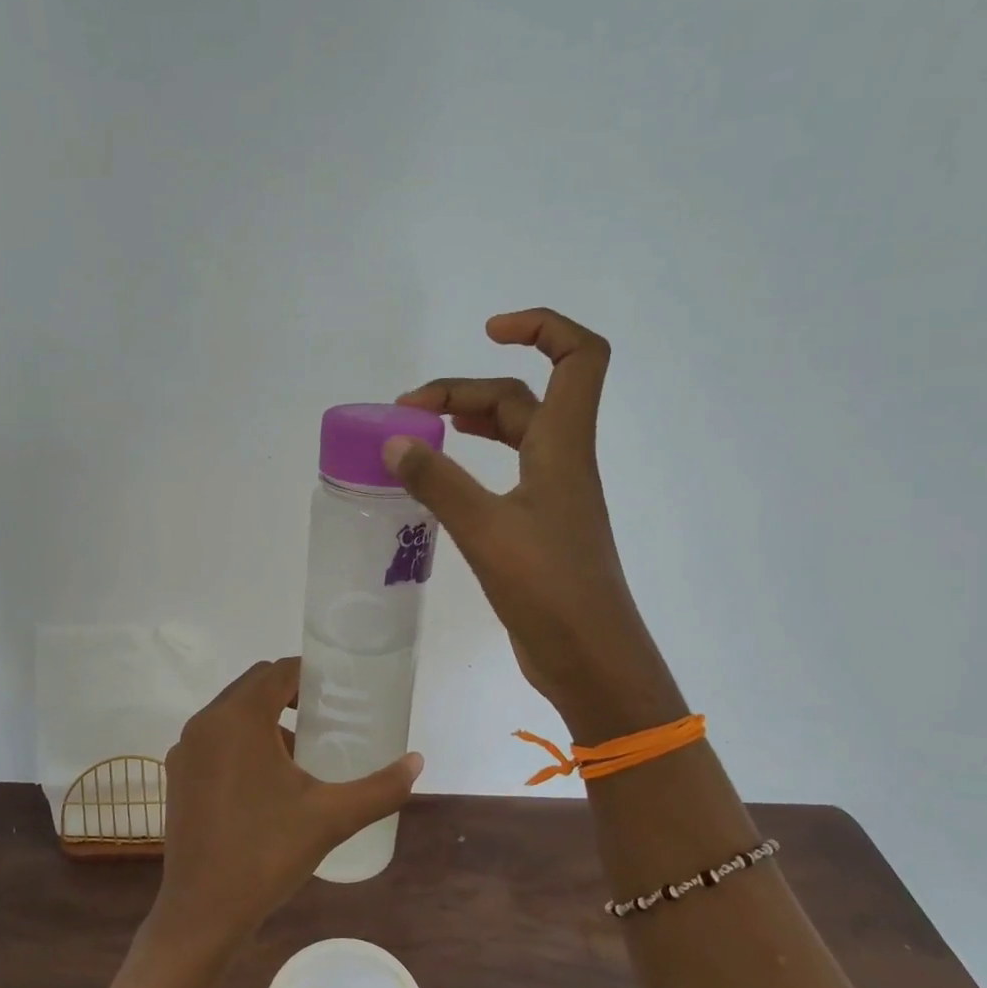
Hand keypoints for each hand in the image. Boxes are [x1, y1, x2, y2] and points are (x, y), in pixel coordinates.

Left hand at [148, 658, 423, 952]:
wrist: (202, 913)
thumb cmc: (267, 854)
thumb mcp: (331, 817)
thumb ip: (380, 787)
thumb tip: (417, 763)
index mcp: (239, 718)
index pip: (278, 671)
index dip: (311, 673)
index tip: (339, 691)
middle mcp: (205, 723)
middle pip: (253, 685)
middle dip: (289, 693)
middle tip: (326, 716)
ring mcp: (185, 749)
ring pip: (231, 712)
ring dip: (265, 717)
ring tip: (301, 749)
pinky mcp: (177, 775)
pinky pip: (214, 738)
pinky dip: (241, 740)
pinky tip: (266, 779)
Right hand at [385, 308, 684, 741]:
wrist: (591, 660)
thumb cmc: (549, 589)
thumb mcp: (486, 530)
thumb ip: (438, 482)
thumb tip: (395, 440)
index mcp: (563, 447)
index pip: (578, 357)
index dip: (542, 327)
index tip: (489, 331)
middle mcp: (562, 463)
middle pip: (523, 398)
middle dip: (466, 389)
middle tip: (408, 410)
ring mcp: (552, 498)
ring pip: (515, 437)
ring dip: (472, 421)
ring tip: (422, 428)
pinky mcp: (539, 531)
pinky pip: (505, 477)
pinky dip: (473, 465)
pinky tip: (442, 482)